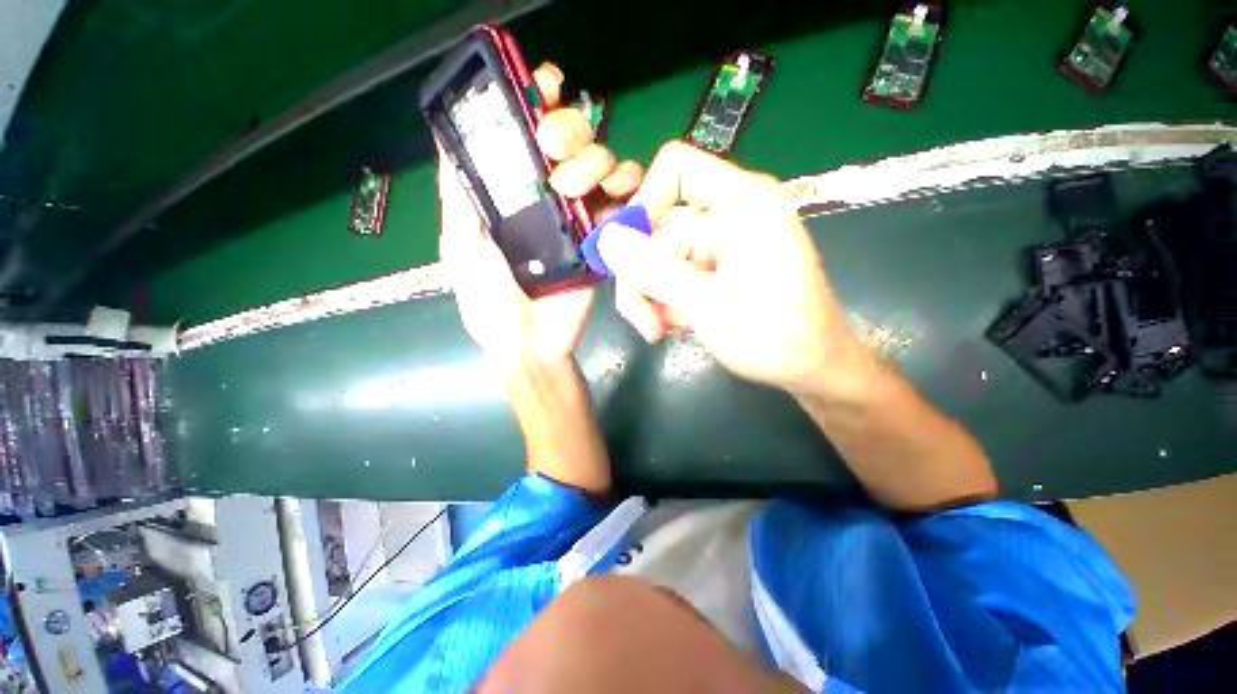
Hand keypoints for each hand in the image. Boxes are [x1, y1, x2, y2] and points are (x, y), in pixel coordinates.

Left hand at [438, 63, 642, 368]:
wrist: (531, 344)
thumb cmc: (490, 302)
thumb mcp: (462, 247)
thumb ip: (459, 199)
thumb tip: (448, 142)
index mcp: (519, 195)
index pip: (533, 137)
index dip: (539, 103)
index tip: (542, 86)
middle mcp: (554, 198)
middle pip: (576, 140)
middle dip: (569, 130)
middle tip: (552, 148)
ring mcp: (584, 219)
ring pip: (607, 165)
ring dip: (596, 161)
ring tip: (572, 189)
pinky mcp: (607, 242)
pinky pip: (628, 205)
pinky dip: (628, 192)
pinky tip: (613, 199)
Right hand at [599, 142, 871, 397]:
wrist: (811, 368)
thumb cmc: (778, 338)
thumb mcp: (713, 307)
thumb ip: (658, 273)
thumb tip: (607, 239)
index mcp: (743, 203)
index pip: (677, 168)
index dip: (644, 202)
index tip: (630, 252)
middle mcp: (727, 216)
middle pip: (657, 226)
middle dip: (641, 276)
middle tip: (645, 322)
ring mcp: (717, 245)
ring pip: (657, 257)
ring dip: (649, 296)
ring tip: (659, 331)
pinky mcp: (710, 270)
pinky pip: (669, 276)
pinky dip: (663, 302)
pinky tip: (675, 327)